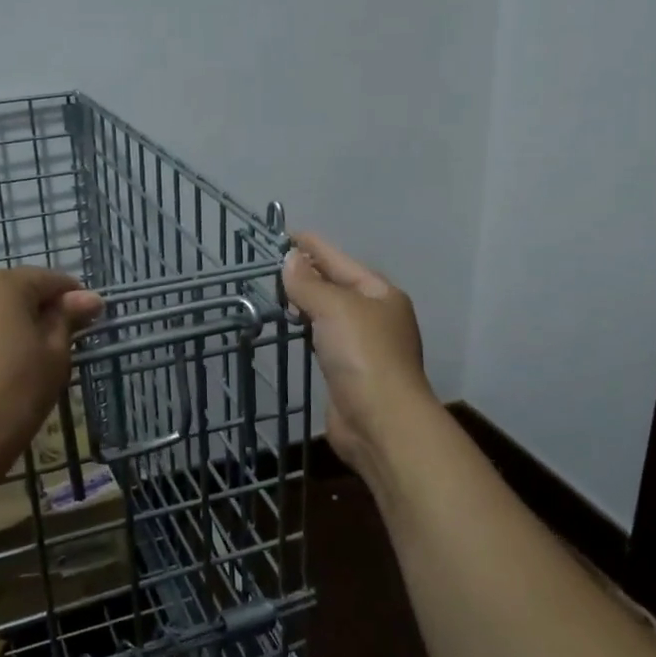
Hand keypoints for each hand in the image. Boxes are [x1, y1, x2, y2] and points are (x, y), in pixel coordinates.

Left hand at [0, 269, 103, 475]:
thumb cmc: (13, 399)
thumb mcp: (55, 359)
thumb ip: (67, 319)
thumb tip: (87, 296)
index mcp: (5, 284)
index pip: (48, 282)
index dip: (69, 300)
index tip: (81, 323)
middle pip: (4, 289)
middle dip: (24, 309)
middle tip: (36, 350)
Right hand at [282, 232, 434, 478]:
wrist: (381, 422)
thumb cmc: (363, 355)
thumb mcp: (334, 308)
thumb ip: (309, 283)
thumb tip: (290, 258)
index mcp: (381, 294)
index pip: (341, 261)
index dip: (314, 246)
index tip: (286, 234)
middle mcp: (377, 316)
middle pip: (338, 286)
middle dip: (310, 273)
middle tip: (275, 263)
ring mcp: (366, 346)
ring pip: (332, 314)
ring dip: (308, 302)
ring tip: (280, 291)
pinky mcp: (351, 372)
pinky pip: (326, 339)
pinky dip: (310, 329)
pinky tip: (295, 327)